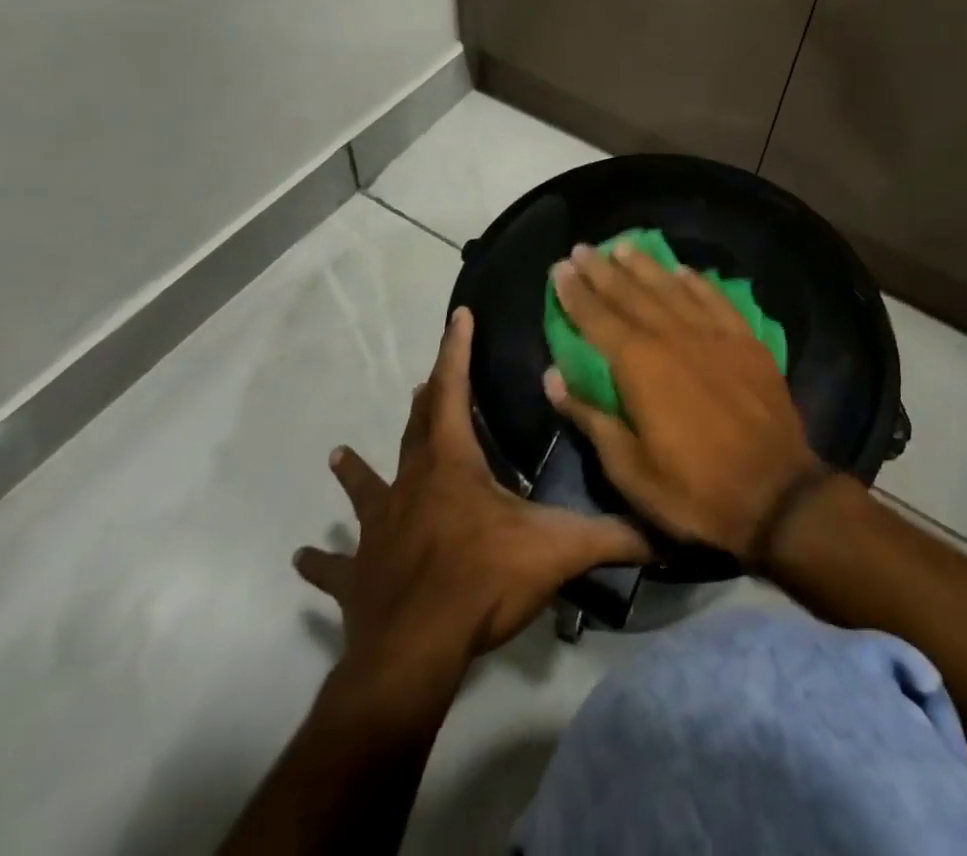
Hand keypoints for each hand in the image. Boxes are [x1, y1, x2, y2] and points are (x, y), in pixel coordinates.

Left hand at [294, 307, 649, 686]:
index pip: (454, 391)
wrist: (415, 651)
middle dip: (425, 400)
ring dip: (357, 471)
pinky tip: (300, 559)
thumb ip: (614, 537)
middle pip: (416, 430)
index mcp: (453, 465)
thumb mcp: (559, 550)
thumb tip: (666, 534)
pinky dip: (320, 562)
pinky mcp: (359, 576)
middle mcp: (412, 485)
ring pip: (367, 489)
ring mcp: (379, 530)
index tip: (457, 316)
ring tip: (339, 454)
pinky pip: (335, 567)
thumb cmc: (484, 581)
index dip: (456, 351)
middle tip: (423, 381)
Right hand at [543, 241, 826, 562]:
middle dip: (603, 270)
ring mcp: (714, 334)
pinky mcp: (746, 341)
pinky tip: (684, 270)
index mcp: (639, 365)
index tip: (560, 268)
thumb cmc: (693, 490)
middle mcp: (673, 336)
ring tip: (624, 246)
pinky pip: (716, 299)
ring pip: (671, 288)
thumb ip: (591, 416)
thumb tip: (553, 376)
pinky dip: (697, 282)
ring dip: (645, 266)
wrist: (776, 492)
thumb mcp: (629, 468)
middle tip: (583, 248)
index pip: (597, 318)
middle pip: (631, 294)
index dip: (576, 293)